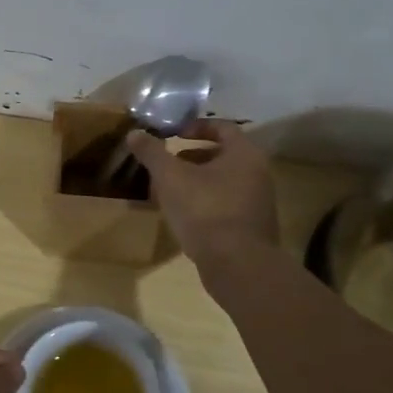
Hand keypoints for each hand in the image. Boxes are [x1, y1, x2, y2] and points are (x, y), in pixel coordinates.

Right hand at [127, 119, 280, 265]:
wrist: (238, 266)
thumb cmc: (205, 211)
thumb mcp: (171, 178)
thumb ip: (153, 153)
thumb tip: (134, 133)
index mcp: (244, 154)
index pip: (223, 127)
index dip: (196, 127)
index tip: (174, 135)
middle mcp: (258, 174)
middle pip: (223, 155)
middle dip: (193, 157)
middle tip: (168, 164)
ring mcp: (258, 203)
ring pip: (224, 182)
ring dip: (198, 182)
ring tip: (171, 191)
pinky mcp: (253, 228)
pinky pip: (227, 205)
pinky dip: (207, 203)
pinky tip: (185, 217)